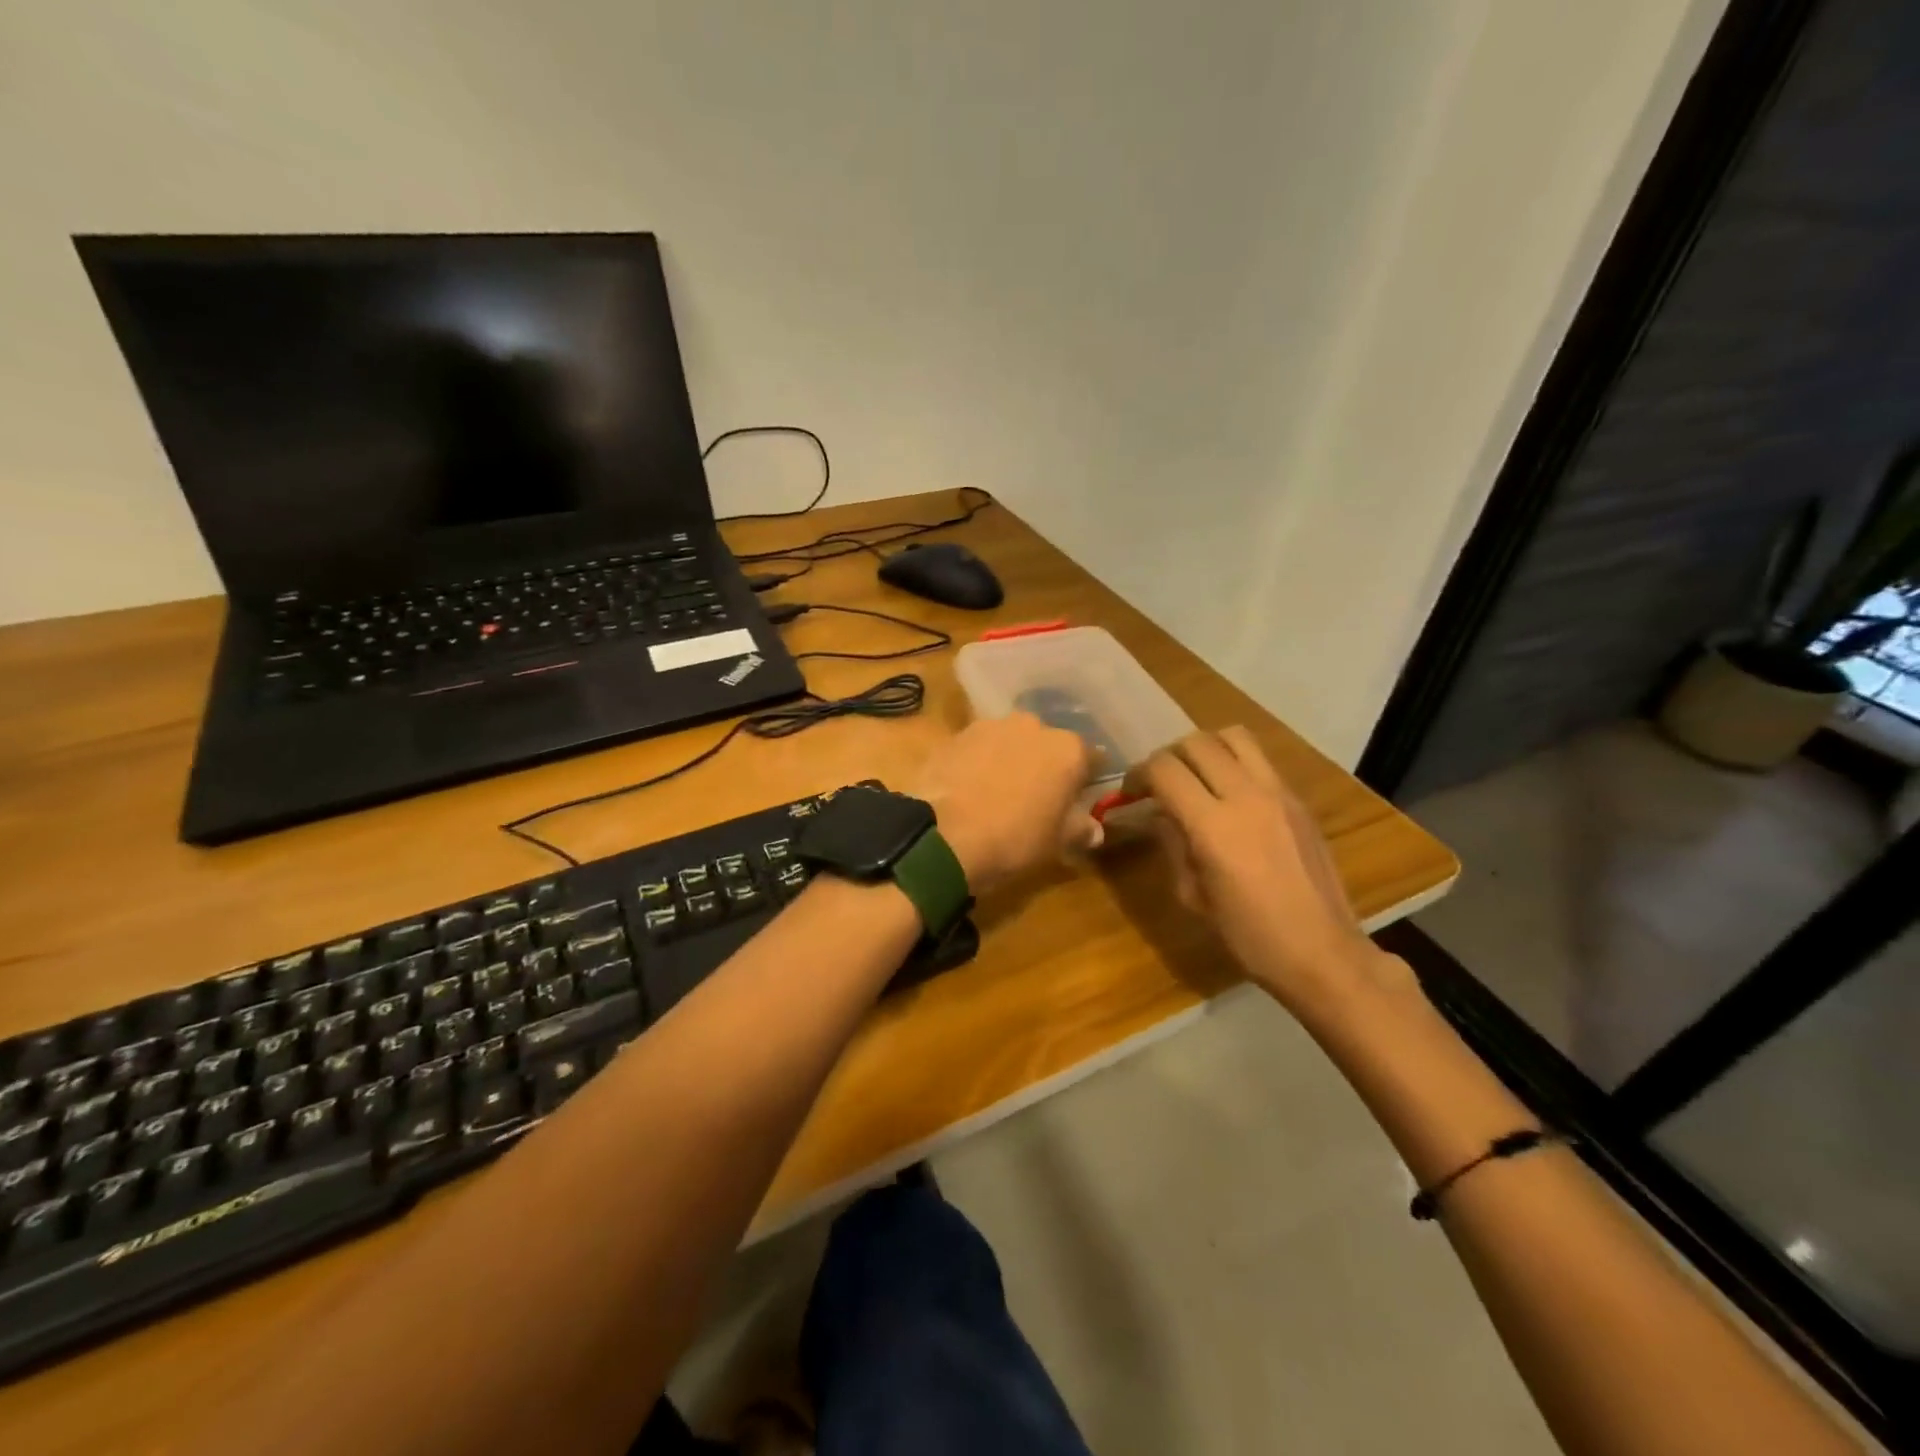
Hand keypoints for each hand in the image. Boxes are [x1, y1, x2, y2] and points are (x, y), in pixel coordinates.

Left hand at [912, 713, 1096, 892]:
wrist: (946, 835)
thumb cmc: (1015, 838)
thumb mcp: (1056, 842)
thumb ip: (1080, 829)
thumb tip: (1095, 830)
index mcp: (1068, 749)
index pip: (1090, 759)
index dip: (1084, 780)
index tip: (1077, 799)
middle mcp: (1033, 726)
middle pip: (1047, 745)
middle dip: (1044, 765)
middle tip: (1035, 797)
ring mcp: (991, 726)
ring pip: (1010, 742)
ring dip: (1009, 759)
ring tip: (997, 792)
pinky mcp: (957, 735)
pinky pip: (978, 748)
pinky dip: (978, 762)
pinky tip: (970, 788)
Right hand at [1136, 727, 1403, 1013]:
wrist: (1322, 951)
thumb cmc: (1249, 935)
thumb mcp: (1193, 896)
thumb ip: (1173, 844)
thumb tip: (1160, 813)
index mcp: (1213, 826)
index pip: (1164, 769)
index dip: (1139, 773)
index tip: (1132, 791)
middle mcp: (1246, 796)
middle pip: (1196, 743)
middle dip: (1169, 756)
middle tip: (1161, 782)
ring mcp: (1278, 793)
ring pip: (1233, 737)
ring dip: (1206, 748)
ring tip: (1198, 775)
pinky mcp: (1299, 799)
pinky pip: (1260, 760)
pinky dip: (1235, 763)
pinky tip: (1230, 795)